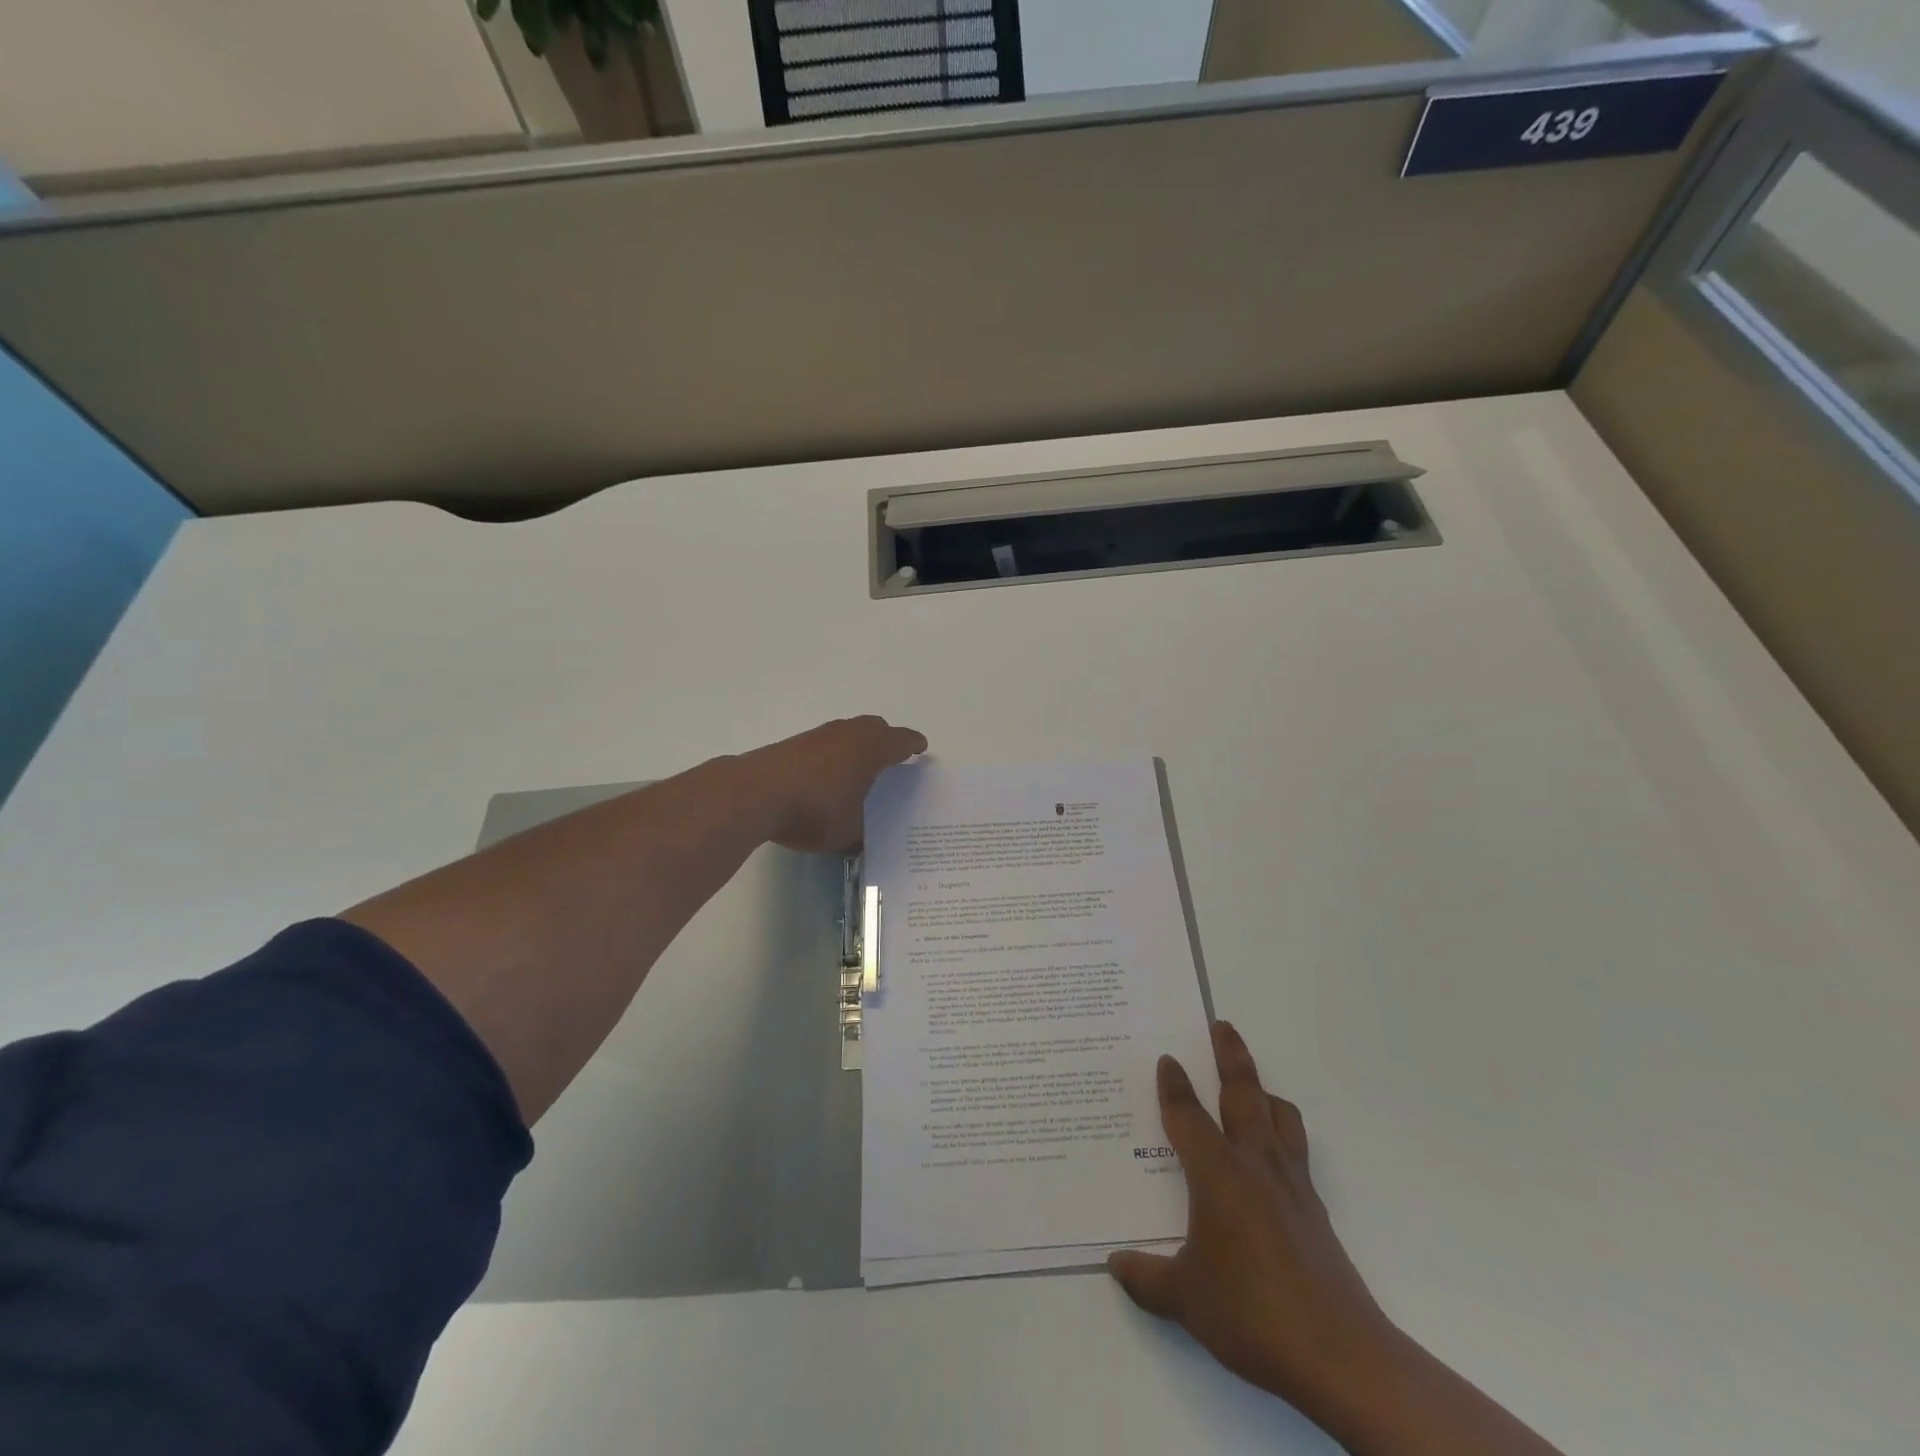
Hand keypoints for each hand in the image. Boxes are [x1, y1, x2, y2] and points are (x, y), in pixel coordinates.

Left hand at [736, 716, 926, 854]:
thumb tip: (863, 839)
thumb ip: (862, 833)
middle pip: (876, 728)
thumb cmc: (815, 810)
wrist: (755, 794)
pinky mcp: (794, 744)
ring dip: (857, 747)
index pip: (902, 740)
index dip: (913, 745)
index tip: (920, 750)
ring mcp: (819, 735)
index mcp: (872, 748)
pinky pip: (826, 744)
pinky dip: (834, 755)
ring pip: (848, 733)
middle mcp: (848, 733)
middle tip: (893, 761)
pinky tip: (827, 779)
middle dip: (887, 741)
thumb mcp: (848, 832)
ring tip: (859, 772)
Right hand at [1108, 1023, 1399, 1424]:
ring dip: (1264, 1091)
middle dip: (1230, 1055)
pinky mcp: (1315, 1209)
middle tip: (1221, 1025)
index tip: (1167, 1059)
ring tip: (1253, 1086)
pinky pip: (1296, 1151)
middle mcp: (1255, 1164)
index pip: (1188, 1114)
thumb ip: (1146, 1277)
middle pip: (1243, 1092)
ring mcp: (1291, 1184)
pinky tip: (1273, 1159)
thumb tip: (1114, 1263)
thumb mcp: (1184, 1298)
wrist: (1339, 1354)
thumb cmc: (1250, 1311)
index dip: (1174, 1085)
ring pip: (1280, 1116)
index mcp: (1216, 1173)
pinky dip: (1283, 1135)